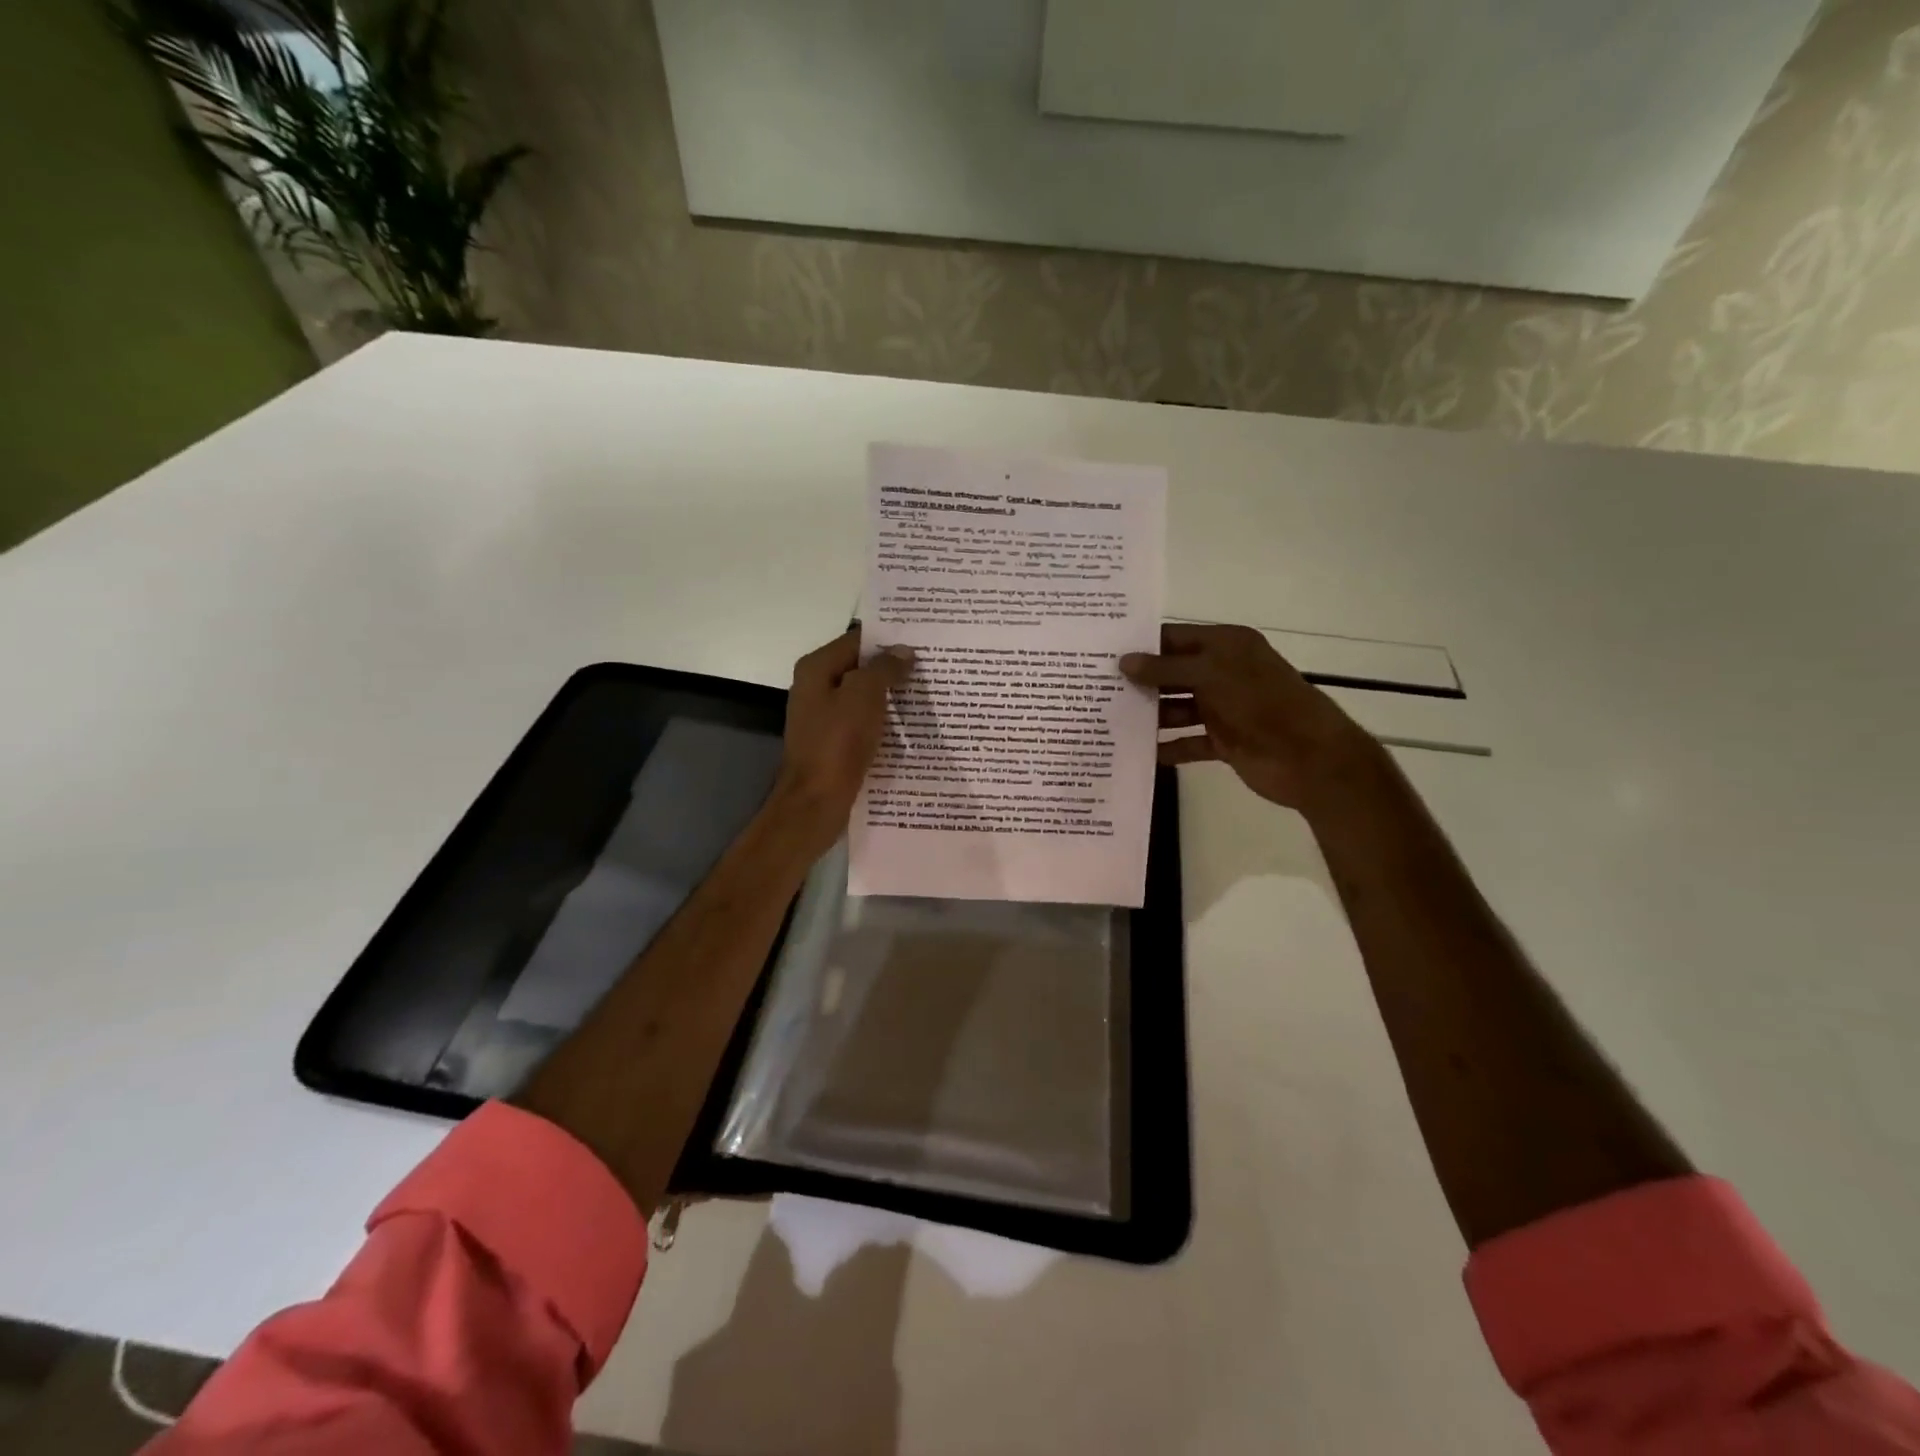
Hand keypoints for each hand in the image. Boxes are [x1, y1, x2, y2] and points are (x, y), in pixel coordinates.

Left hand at [772, 629, 913, 850]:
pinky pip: (863, 722)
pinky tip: (910, 724)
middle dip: (893, 667)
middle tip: (932, 667)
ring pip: (864, 696)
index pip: (857, 640)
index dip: (889, 638)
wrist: (816, 801)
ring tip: (928, 692)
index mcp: (817, 668)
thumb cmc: (838, 743)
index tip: (922, 641)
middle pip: (860, 668)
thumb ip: (883, 668)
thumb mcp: (864, 696)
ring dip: (891, 695)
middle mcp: (816, 687)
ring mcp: (824, 717)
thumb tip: (903, 651)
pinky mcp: (834, 742)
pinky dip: (883, 720)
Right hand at [1121, 623, 1379, 813]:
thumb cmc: (1260, 702)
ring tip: (1109, 719)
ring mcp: (1224, 708)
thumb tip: (1124, 662)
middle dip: (1140, 681)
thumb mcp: (1210, 675)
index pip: (1175, 638)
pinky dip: (1167, 746)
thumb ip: (1165, 669)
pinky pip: (1188, 741)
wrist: (1309, 757)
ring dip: (1150, 715)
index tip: (1103, 652)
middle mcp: (1223, 673)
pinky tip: (1139, 752)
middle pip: (1173, 673)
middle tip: (1096, 687)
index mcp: (1226, 646)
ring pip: (1177, 708)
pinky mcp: (1224, 741)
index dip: (1142, 644)